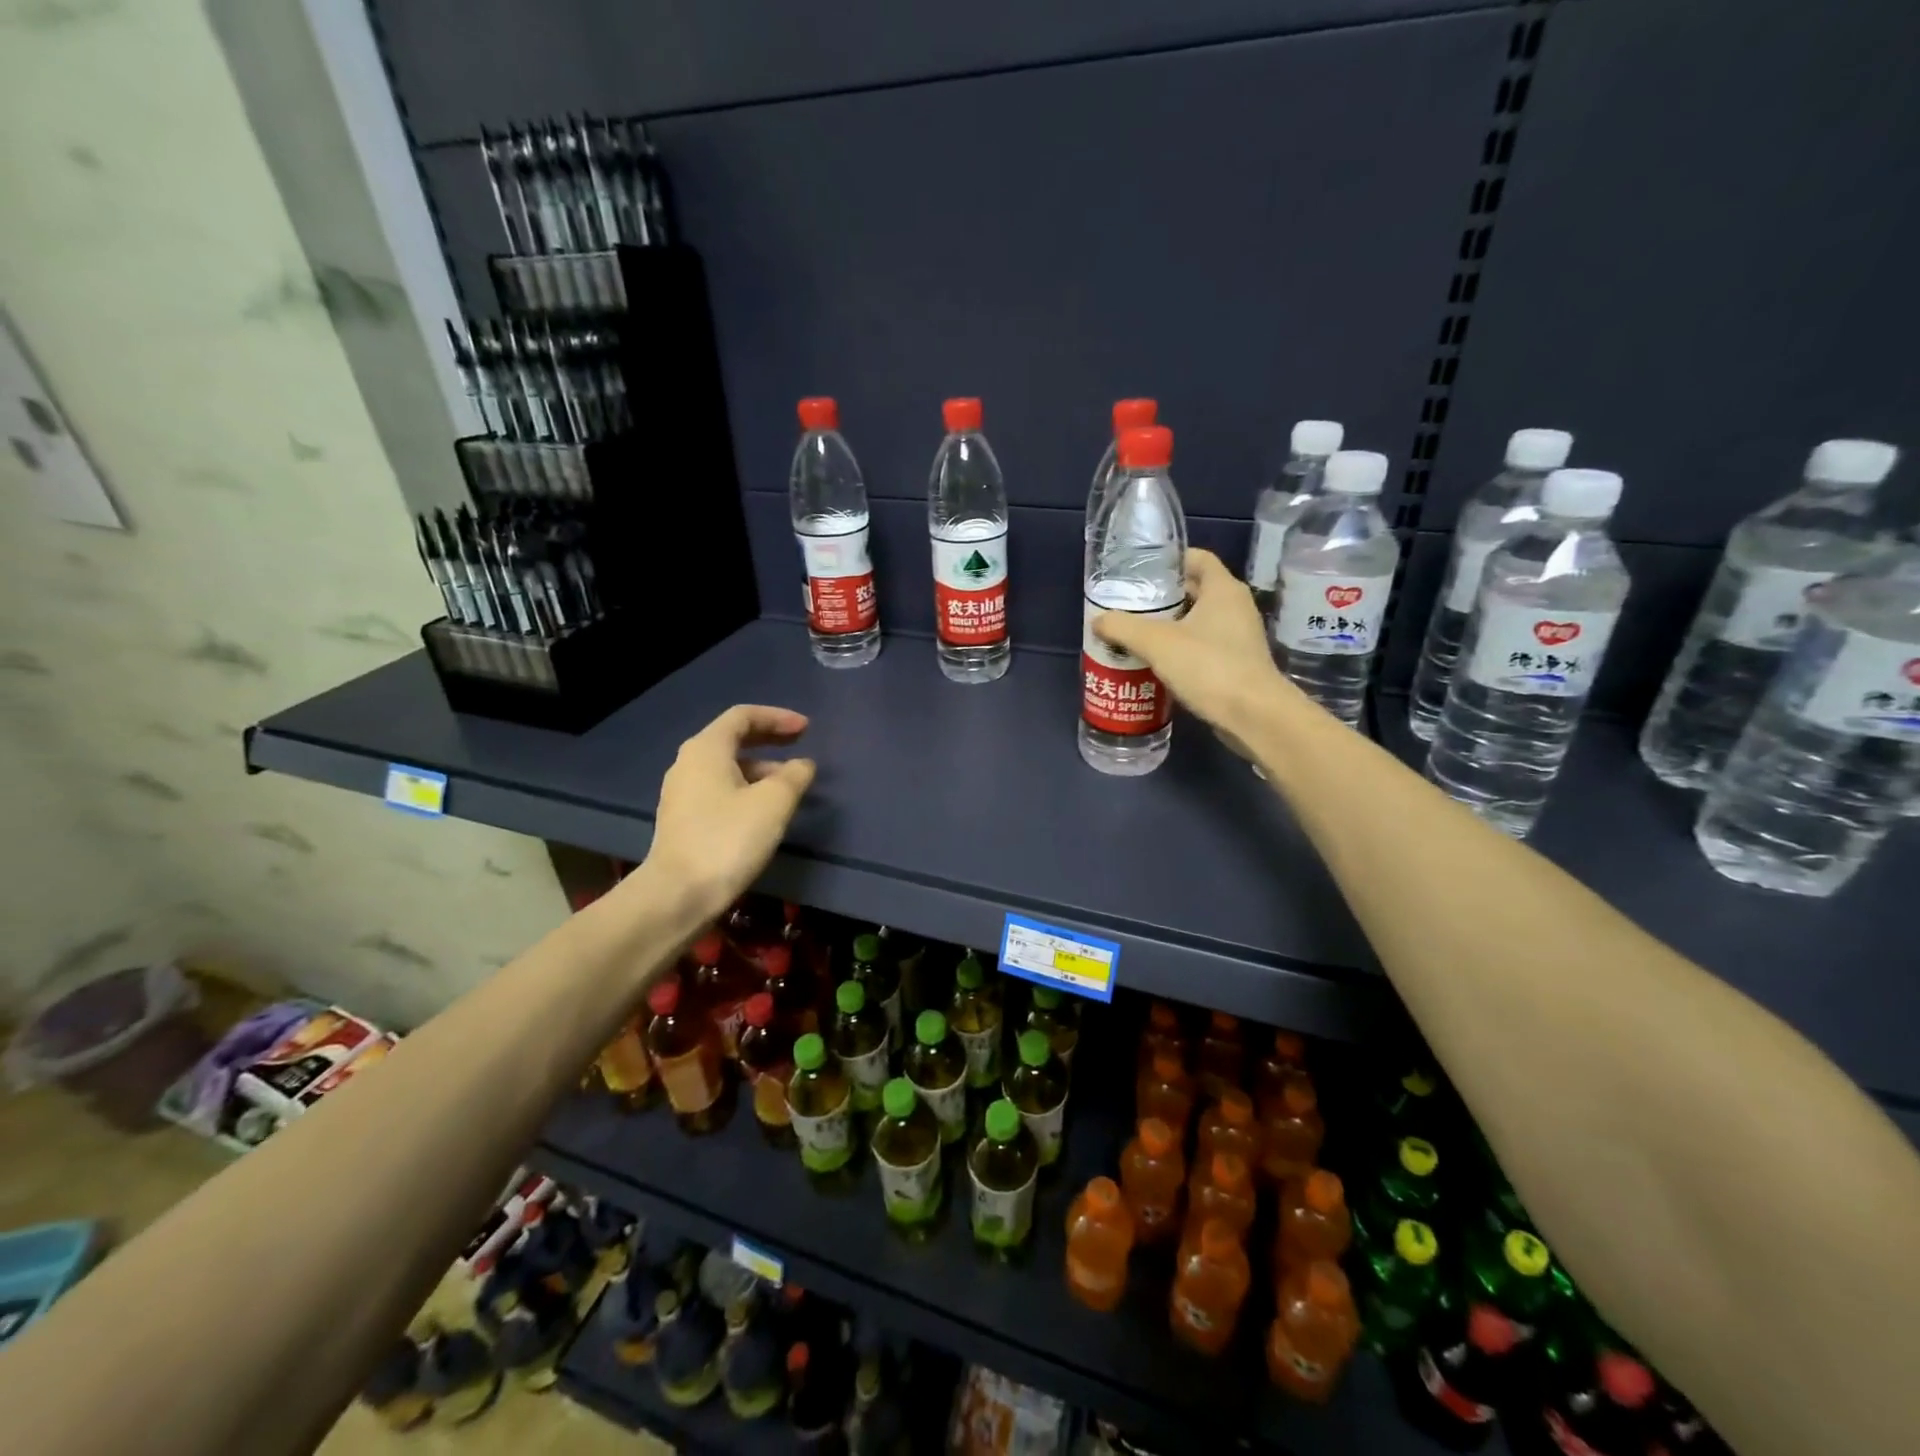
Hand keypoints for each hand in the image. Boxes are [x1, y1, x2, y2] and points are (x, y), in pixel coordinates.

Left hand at [646, 705, 815, 922]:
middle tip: (800, 745)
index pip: (743, 716)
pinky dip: (746, 788)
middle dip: (770, 740)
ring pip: (727, 767)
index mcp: (706, 749)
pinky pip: (719, 790)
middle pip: (733, 739)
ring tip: (790, 785)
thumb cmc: (728, 839)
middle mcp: (688, 763)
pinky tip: (765, 811)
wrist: (678, 895)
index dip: (777, 717)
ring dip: (761, 768)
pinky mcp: (683, 820)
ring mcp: (682, 793)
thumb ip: (794, 776)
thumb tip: (803, 765)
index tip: (807, 729)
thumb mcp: (774, 802)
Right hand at [1091, 549, 1294, 745]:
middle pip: (1193, 591)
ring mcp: (1239, 637)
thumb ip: (1123, 628)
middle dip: (1161, 598)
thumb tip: (1098, 621)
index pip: (1196, 558)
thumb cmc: (1208, 667)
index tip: (1139, 572)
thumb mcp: (1157, 643)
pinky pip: (1202, 647)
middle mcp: (1235, 607)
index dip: (1168, 560)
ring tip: (1134, 635)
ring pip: (1197, 622)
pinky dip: (1180, 651)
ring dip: (1168, 627)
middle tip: (1128, 606)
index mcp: (1222, 589)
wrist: (1253, 716)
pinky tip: (1155, 664)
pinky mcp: (1236, 664)